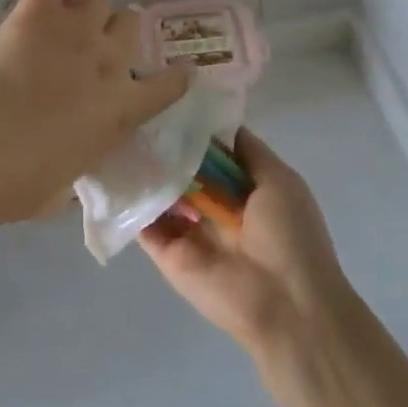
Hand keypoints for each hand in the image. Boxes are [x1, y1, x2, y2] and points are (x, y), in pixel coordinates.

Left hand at [0, 0, 191, 225]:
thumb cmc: (20, 184)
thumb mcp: (66, 190)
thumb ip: (82, 164)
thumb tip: (74, 169)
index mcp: (122, 109)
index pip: (170, 85)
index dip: (177, 76)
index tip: (180, 70)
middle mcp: (109, 61)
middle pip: (132, 23)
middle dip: (117, 32)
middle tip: (94, 45)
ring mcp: (76, 31)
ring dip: (85, 9)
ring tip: (64, 21)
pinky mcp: (37, 12)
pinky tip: (38, 0)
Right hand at [139, 129, 352, 353]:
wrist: (285, 305)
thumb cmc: (290, 235)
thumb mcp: (279, 180)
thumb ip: (248, 152)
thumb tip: (215, 124)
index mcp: (245, 189)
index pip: (212, 153)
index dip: (196, 130)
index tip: (170, 101)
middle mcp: (214, 207)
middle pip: (184, 170)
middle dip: (166, 146)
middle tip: (138, 114)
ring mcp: (188, 230)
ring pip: (161, 193)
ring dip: (146, 169)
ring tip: (122, 134)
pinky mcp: (167, 253)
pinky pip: (144, 223)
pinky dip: (131, 200)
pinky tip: (117, 170)